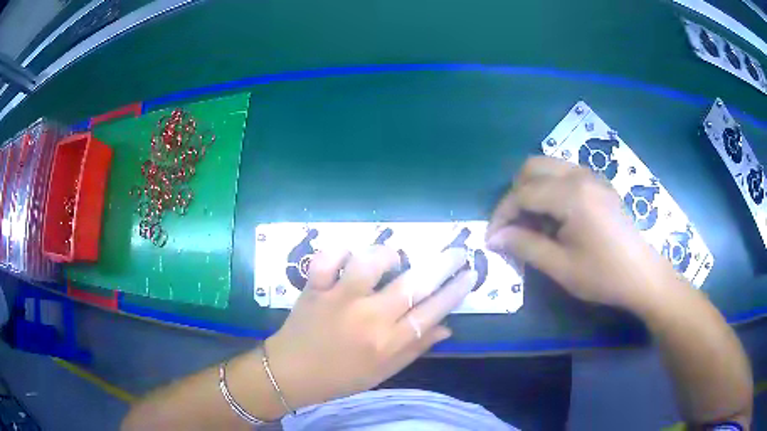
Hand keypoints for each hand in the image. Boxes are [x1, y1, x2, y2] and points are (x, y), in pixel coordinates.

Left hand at [264, 246, 476, 410]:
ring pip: (371, 263)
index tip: (470, 274)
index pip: (433, 310)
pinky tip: (347, 257)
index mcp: (388, 342)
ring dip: (387, 255)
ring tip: (392, 259)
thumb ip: (415, 349)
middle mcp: (368, 317)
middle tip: (458, 250)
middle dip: (443, 264)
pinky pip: (327, 259)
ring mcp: (339, 299)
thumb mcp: (383, 372)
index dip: (456, 290)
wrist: (291, 373)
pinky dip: (339, 251)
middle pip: (414, 284)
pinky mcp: (314, 288)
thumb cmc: (341, 377)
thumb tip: (447, 326)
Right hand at [485, 156, 675, 309]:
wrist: (642, 274)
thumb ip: (525, 246)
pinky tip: (555, 214)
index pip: (522, 193)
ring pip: (548, 165)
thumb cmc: (603, 274)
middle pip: (532, 167)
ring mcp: (592, 175)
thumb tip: (495, 237)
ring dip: (532, 188)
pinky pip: (565, 172)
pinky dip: (550, 187)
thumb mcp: (561, 267)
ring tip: (532, 220)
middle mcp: (580, 175)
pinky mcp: (599, 183)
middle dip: (515, 194)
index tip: (492, 238)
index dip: (502, 214)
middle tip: (513, 225)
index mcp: (571, 194)